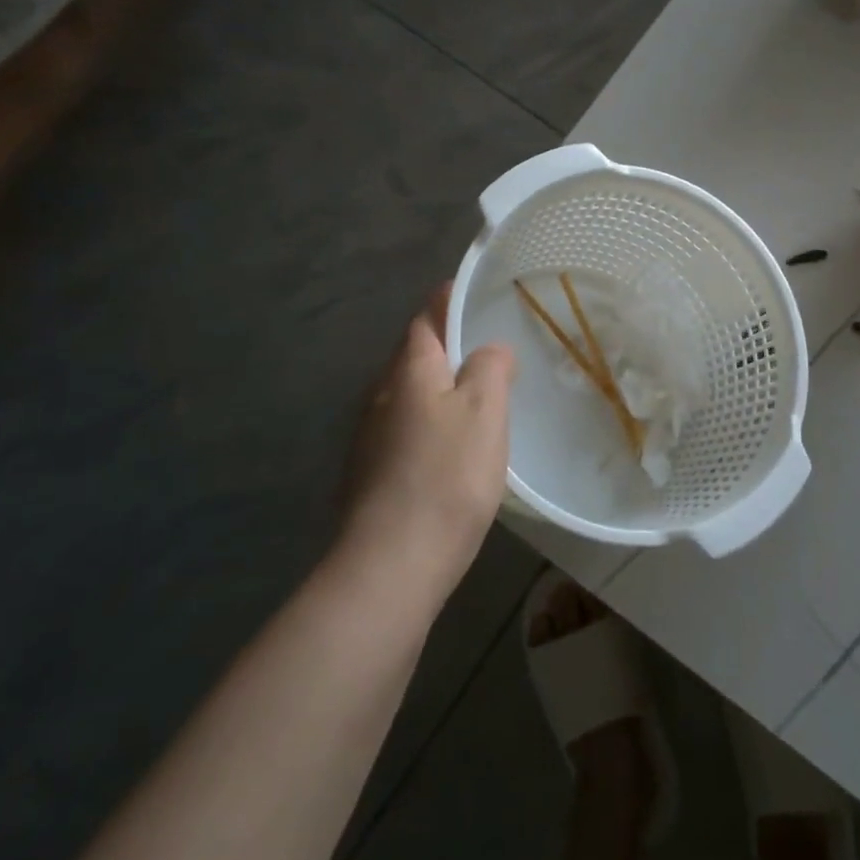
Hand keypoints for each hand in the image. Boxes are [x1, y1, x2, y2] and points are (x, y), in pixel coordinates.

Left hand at [339, 285, 516, 596]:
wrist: (391, 565)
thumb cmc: (447, 477)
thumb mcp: (485, 411)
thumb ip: (489, 368)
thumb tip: (489, 349)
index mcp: (409, 371)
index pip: (427, 318)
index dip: (449, 301)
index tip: (474, 294)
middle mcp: (381, 395)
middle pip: (415, 356)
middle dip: (447, 347)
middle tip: (489, 350)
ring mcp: (369, 437)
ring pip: (410, 395)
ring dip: (439, 389)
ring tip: (478, 399)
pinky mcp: (369, 474)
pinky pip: (405, 430)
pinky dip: (430, 425)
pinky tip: (451, 450)